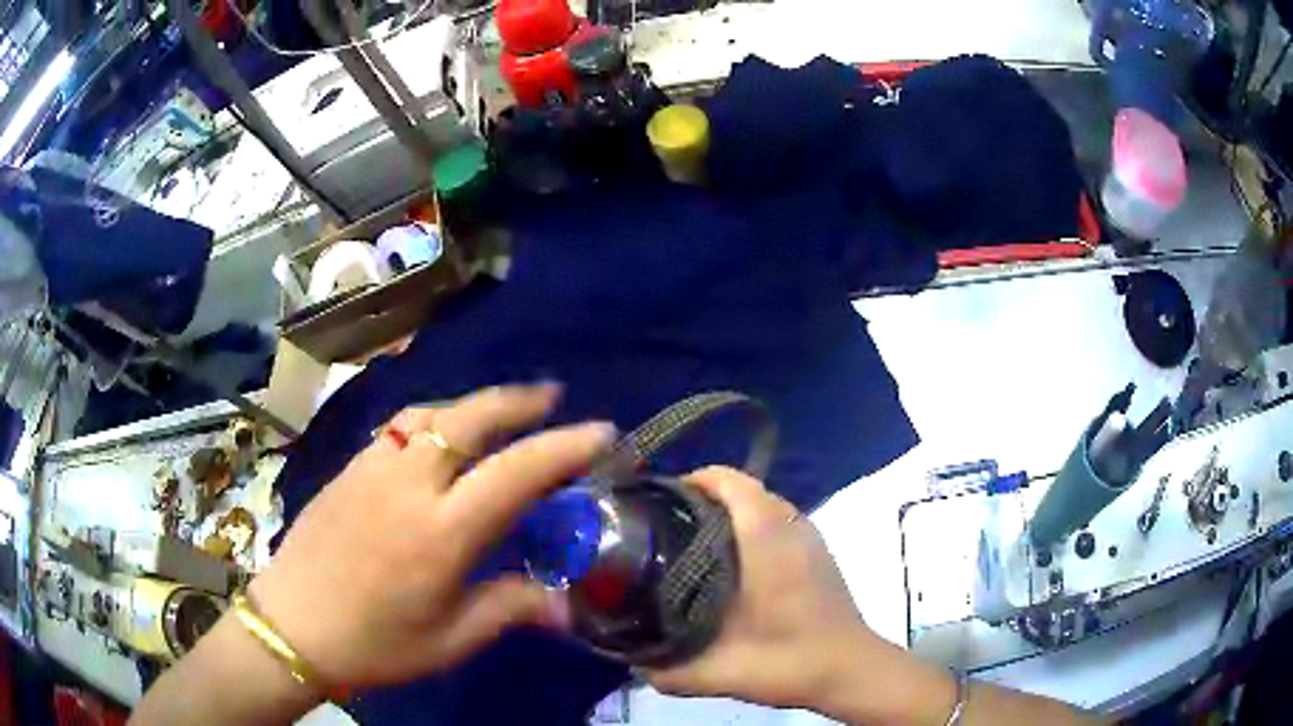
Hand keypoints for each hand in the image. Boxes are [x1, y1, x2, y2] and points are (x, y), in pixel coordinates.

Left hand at [249, 384, 615, 691]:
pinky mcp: (350, 466)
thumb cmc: (376, 643)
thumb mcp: (451, 640)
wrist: (293, 624)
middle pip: (470, 418)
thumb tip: (566, 604)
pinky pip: (400, 426)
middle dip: (519, 401)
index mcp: (442, 532)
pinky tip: (440, 433)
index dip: (564, 447)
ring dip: (475, 404)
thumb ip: (510, 609)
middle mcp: (409, 483)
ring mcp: (373, 467)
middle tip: (553, 397)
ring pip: (432, 413)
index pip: (516, 472)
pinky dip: (435, 418)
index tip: (601, 432)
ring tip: (502, 409)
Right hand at [646, 467, 894, 710]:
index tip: (657, 505)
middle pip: (742, 490)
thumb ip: (668, 671)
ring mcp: (810, 537)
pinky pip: (778, 523)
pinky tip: (733, 569)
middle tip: (666, 530)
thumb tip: (629, 660)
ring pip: (762, 505)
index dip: (690, 483)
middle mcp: (792, 525)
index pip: (728, 482)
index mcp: (767, 538)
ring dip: (729, 515)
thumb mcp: (719, 672)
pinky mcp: (818, 553)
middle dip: (703, 500)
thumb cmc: (789, 662)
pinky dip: (751, 530)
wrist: (850, 670)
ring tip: (692, 547)